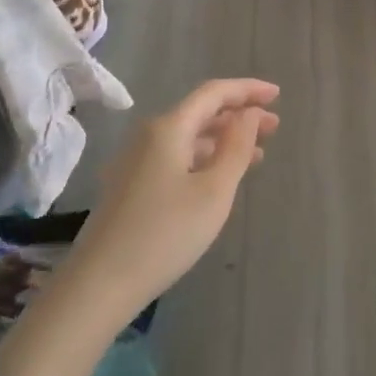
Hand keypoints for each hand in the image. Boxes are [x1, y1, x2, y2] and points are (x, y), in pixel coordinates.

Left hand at [0, 79, 278, 375]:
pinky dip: (204, 158)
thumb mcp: (214, 191)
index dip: (247, 90)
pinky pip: (175, 157)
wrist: (98, 286)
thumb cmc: (165, 234)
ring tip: (256, 155)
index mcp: (169, 128)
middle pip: (200, 113)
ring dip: (223, 140)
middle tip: (274, 127)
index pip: (214, 93)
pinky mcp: (130, 186)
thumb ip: (237, 147)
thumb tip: (250, 114)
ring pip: (188, 137)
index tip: (276, 95)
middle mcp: (149, 135)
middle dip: (239, 115)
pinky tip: (219, 178)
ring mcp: (135, 161)